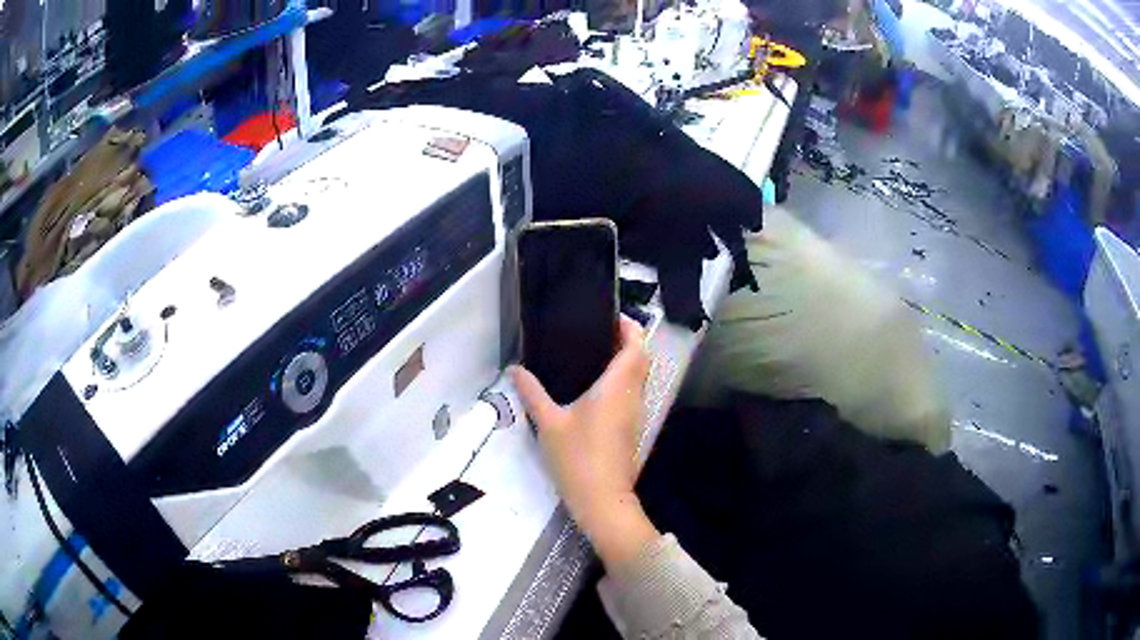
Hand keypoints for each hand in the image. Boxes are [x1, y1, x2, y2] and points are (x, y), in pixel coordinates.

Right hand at [511, 316, 658, 568]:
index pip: (636, 345)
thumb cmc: (577, 457)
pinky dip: (622, 381)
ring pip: (639, 377)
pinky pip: (632, 394)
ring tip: (593, 354)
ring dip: (626, 361)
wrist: (603, 500)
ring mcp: (636, 414)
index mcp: (617, 387)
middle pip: (641, 359)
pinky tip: (595, 389)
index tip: (610, 316)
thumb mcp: (549, 423)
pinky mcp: (632, 429)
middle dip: (627, 341)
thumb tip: (515, 369)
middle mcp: (633, 396)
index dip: (629, 326)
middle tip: (596, 333)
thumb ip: (532, 393)